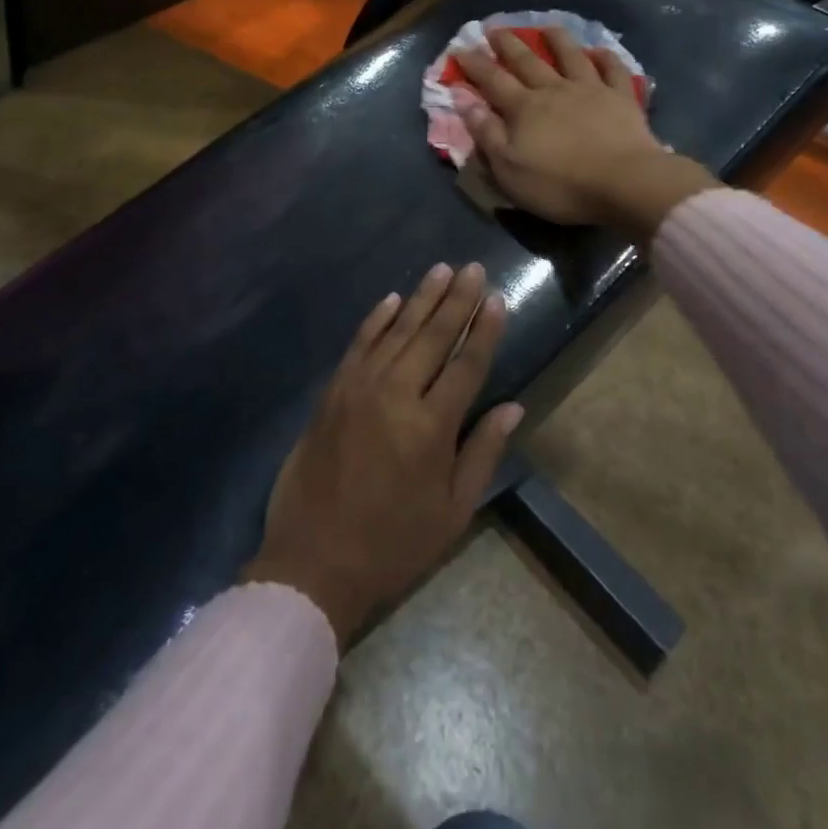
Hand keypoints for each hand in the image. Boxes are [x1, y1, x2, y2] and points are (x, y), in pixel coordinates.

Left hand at [243, 264, 521, 644]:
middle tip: (473, 268)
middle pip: (433, 336)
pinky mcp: (333, 391)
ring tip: (442, 269)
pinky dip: (377, 319)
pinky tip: (392, 299)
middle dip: (456, 300)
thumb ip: (483, 453)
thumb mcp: (452, 512)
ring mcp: (359, 388)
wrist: (313, 560)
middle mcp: (396, 395)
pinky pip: (359, 344)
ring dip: (421, 298)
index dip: (484, 330)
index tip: (496, 298)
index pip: (466, 364)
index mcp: (431, 427)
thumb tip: (513, 407)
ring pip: (397, 331)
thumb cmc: (393, 543)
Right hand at [455, 27, 718, 243]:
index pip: (492, 80)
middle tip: (495, 28)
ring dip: (557, 40)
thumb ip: (485, 132)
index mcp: (524, 108)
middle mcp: (554, 90)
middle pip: (527, 61)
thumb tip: (462, 97)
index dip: (474, 65)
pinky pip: (613, 71)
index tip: (459, 49)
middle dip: (508, 44)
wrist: (624, 183)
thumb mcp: (508, 167)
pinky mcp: (622, 99)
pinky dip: (606, 58)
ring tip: (547, 26)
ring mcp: (591, 90)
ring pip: (571, 57)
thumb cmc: (559, 184)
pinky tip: (601, 51)